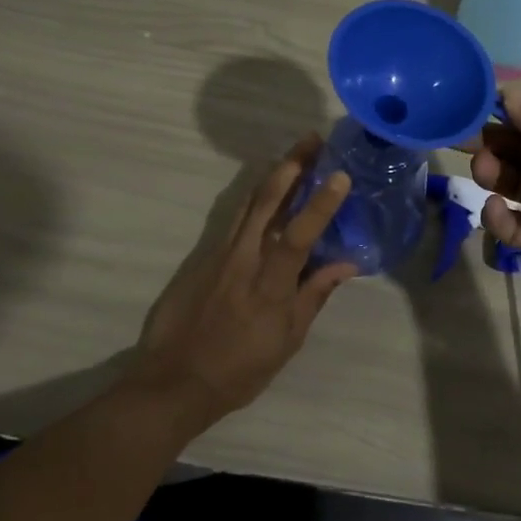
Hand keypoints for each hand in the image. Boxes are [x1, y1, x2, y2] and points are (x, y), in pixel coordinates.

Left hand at [132, 136, 357, 428]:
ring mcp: (219, 253)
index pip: (298, 234)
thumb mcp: (287, 341)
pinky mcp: (203, 255)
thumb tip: (347, 264)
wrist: (173, 380)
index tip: (340, 175)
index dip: (320, 204)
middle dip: (292, 165)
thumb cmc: (239, 369)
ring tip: (293, 155)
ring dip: (273, 174)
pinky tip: (265, 192)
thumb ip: (315, 295)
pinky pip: (234, 218)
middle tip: (313, 139)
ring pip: (248, 202)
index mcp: (269, 284)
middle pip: (267, 201)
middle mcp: (243, 259)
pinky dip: (254, 198)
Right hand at [468, 95, 520, 334]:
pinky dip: (503, 218)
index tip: (477, 107)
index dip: (513, 111)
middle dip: (495, 142)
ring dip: (496, 174)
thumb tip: (509, 96)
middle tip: (461, 140)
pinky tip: (496, 212)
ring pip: (518, 182)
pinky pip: (519, 225)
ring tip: (482, 172)